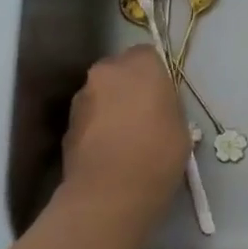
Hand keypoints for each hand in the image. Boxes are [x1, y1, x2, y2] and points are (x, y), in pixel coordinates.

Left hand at [57, 46, 190, 238]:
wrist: (110, 193)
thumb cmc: (158, 153)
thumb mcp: (181, 124)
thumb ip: (166, 105)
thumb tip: (156, 107)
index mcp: (139, 65)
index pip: (148, 54)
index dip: (156, 74)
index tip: (163, 96)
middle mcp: (106, 72)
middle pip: (119, 71)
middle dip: (129, 87)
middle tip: (144, 114)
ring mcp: (81, 98)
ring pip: (101, 94)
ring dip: (111, 107)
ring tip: (125, 137)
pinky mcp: (66, 125)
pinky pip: (88, 118)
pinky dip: (97, 127)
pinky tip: (109, 151)